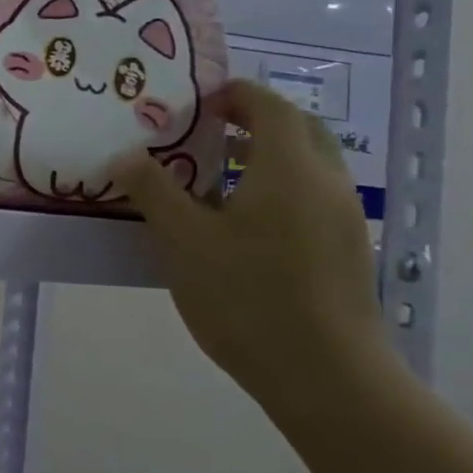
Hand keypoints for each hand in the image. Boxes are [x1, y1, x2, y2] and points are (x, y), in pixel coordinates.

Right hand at [116, 80, 388, 414]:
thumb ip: (153, 189)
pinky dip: (280, 187)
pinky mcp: (347, 251)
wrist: (326, 377)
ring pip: (309, 165)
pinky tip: (242, 223)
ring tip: (216, 176)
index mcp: (289, 168)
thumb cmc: (247, 296)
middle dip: (255, 120)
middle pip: (299, 129)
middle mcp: (327, 182)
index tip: (196, 103)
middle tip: (208, 132)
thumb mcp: (183, 239)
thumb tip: (126, 154)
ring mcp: (344, 219)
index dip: (234, 95)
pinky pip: (312, 196)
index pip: (269, 106)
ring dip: (267, 156)